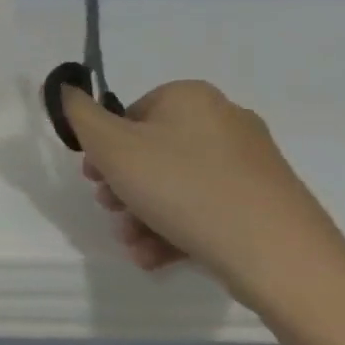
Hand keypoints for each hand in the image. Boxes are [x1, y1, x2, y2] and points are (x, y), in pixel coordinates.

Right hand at [61, 80, 344, 317]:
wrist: (280, 257)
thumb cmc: (182, 188)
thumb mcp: (111, 147)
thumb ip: (79, 114)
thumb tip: (65, 87)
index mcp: (190, 98)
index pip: (127, 116)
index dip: (102, 150)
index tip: (94, 180)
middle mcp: (224, 121)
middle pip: (150, 152)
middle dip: (122, 187)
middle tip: (110, 212)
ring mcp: (250, 163)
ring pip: (174, 184)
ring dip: (141, 214)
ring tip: (133, 245)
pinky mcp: (264, 201)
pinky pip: (204, 207)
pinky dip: (174, 229)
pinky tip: (154, 256)